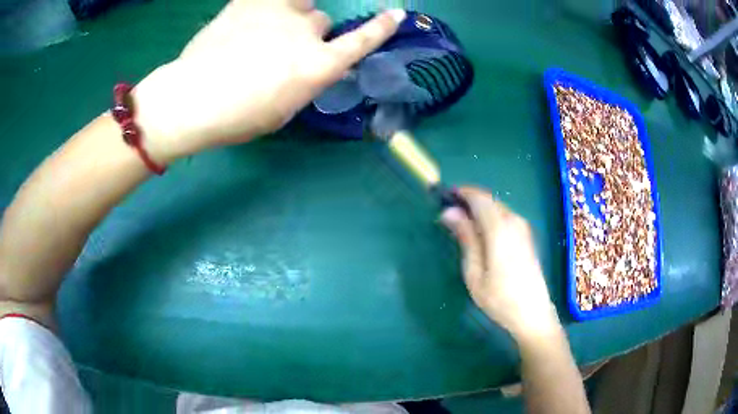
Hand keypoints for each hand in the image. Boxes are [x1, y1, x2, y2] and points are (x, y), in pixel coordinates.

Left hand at [133, 0, 405, 163]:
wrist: (191, 99)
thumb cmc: (237, 118)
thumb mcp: (283, 111)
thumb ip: (304, 82)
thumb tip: (309, 66)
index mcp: (316, 67)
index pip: (360, 42)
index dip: (380, 28)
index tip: (395, 15)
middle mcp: (306, 33)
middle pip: (321, 22)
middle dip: (308, 33)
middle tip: (279, 49)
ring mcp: (278, 12)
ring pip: (301, 3)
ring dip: (291, 13)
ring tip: (265, 27)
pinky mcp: (250, 2)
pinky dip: (270, 3)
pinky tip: (256, 14)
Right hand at [441, 187, 559, 341]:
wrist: (532, 313)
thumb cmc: (499, 298)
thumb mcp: (474, 272)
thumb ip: (465, 238)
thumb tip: (449, 212)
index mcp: (500, 228)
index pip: (479, 197)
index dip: (460, 192)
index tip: (443, 197)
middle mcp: (514, 221)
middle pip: (488, 200)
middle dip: (468, 201)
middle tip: (449, 214)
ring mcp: (523, 227)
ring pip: (497, 207)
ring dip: (479, 209)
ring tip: (461, 225)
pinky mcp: (526, 236)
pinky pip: (505, 216)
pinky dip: (490, 217)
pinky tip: (481, 234)